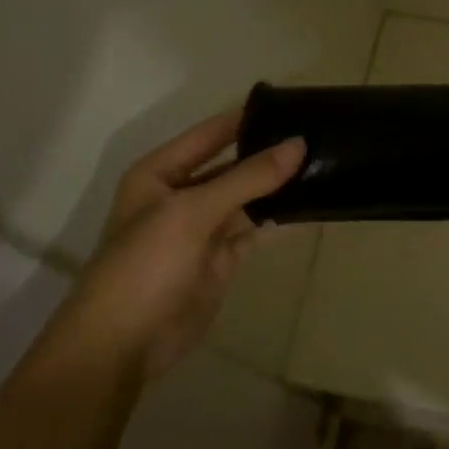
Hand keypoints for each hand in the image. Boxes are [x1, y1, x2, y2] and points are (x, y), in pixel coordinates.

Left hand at [50, 110, 305, 375]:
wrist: (124, 343)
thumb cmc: (145, 264)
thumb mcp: (193, 212)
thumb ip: (248, 178)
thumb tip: (298, 144)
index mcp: (161, 173)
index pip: (212, 134)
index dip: (249, 119)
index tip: (295, 106)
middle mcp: (182, 195)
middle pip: (233, 165)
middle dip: (270, 154)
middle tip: (320, 137)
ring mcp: (203, 229)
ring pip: (248, 199)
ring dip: (279, 188)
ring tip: (325, 167)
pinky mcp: (221, 259)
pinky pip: (255, 232)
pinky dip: (279, 222)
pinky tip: (311, 209)